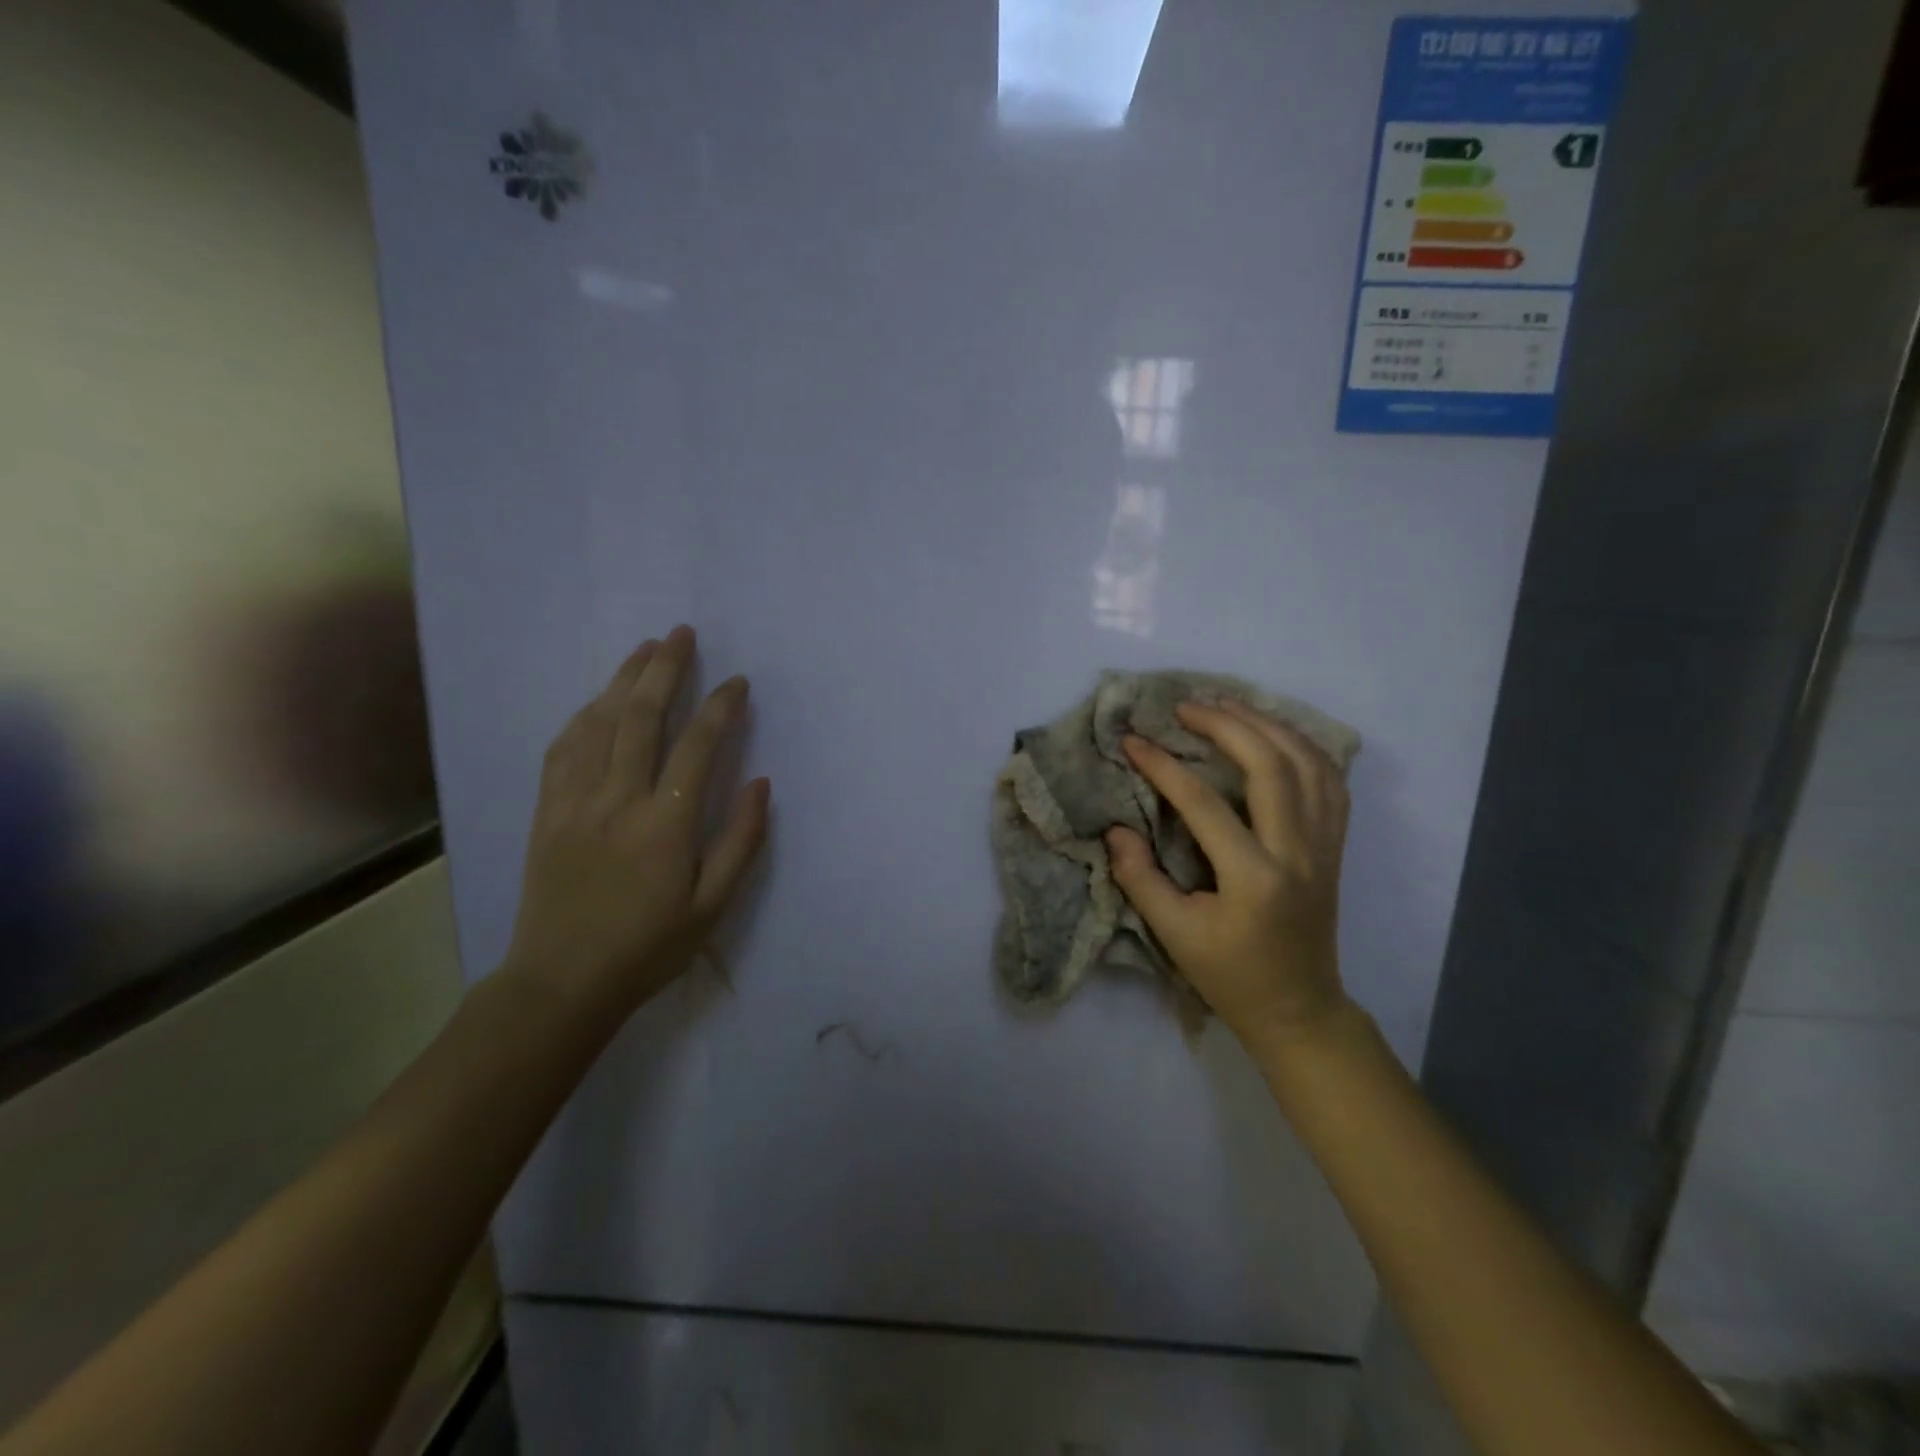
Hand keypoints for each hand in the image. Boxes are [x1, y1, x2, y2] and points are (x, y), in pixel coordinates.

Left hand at [503, 625, 768, 1022]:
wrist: (561, 982)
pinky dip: (584, 715)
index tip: (737, 682)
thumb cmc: (648, 948)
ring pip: (598, 724)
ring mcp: (574, 802)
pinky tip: (598, 701)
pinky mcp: (547, 811)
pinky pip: (563, 749)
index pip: (697, 746)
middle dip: (665, 669)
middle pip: (641, 717)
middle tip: (682, 633)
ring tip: (645, 648)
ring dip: (623, 680)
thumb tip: (760, 782)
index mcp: (664, 825)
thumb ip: (740, 840)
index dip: (721, 707)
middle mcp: (617, 801)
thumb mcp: (712, 906)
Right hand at [1106, 700, 1351, 1045]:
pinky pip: (1330, 782)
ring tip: (1228, 704)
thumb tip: (1117, 828)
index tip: (1133, 741)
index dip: (1165, 766)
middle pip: (1272, 766)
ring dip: (1269, 725)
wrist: (1299, 1009)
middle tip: (1186, 706)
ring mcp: (1325, 847)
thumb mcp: (1174, 935)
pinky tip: (1275, 734)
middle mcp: (1298, 853)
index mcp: (1254, 878)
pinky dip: (1304, 747)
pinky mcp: (1335, 847)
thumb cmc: (1230, 976)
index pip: (1205, 804)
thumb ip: (1140, 878)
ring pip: (1310, 764)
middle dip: (1227, 725)